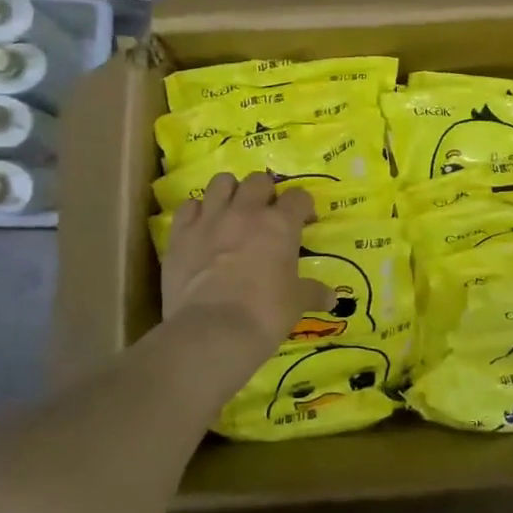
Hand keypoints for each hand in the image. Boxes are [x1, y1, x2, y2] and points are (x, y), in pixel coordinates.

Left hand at [162, 172, 330, 353]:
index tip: (305, 221)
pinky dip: (197, 212)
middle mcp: (246, 212)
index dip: (303, 206)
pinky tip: (202, 227)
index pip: (298, 197)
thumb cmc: (264, 314)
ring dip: (230, 192)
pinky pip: (188, 206)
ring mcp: (210, 219)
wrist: (212, 331)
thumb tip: (331, 298)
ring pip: (221, 182)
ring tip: (233, 210)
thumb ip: (313, 293)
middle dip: (266, 192)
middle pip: (258, 180)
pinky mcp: (181, 233)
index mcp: (280, 225)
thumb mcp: (296, 303)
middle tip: (266, 214)